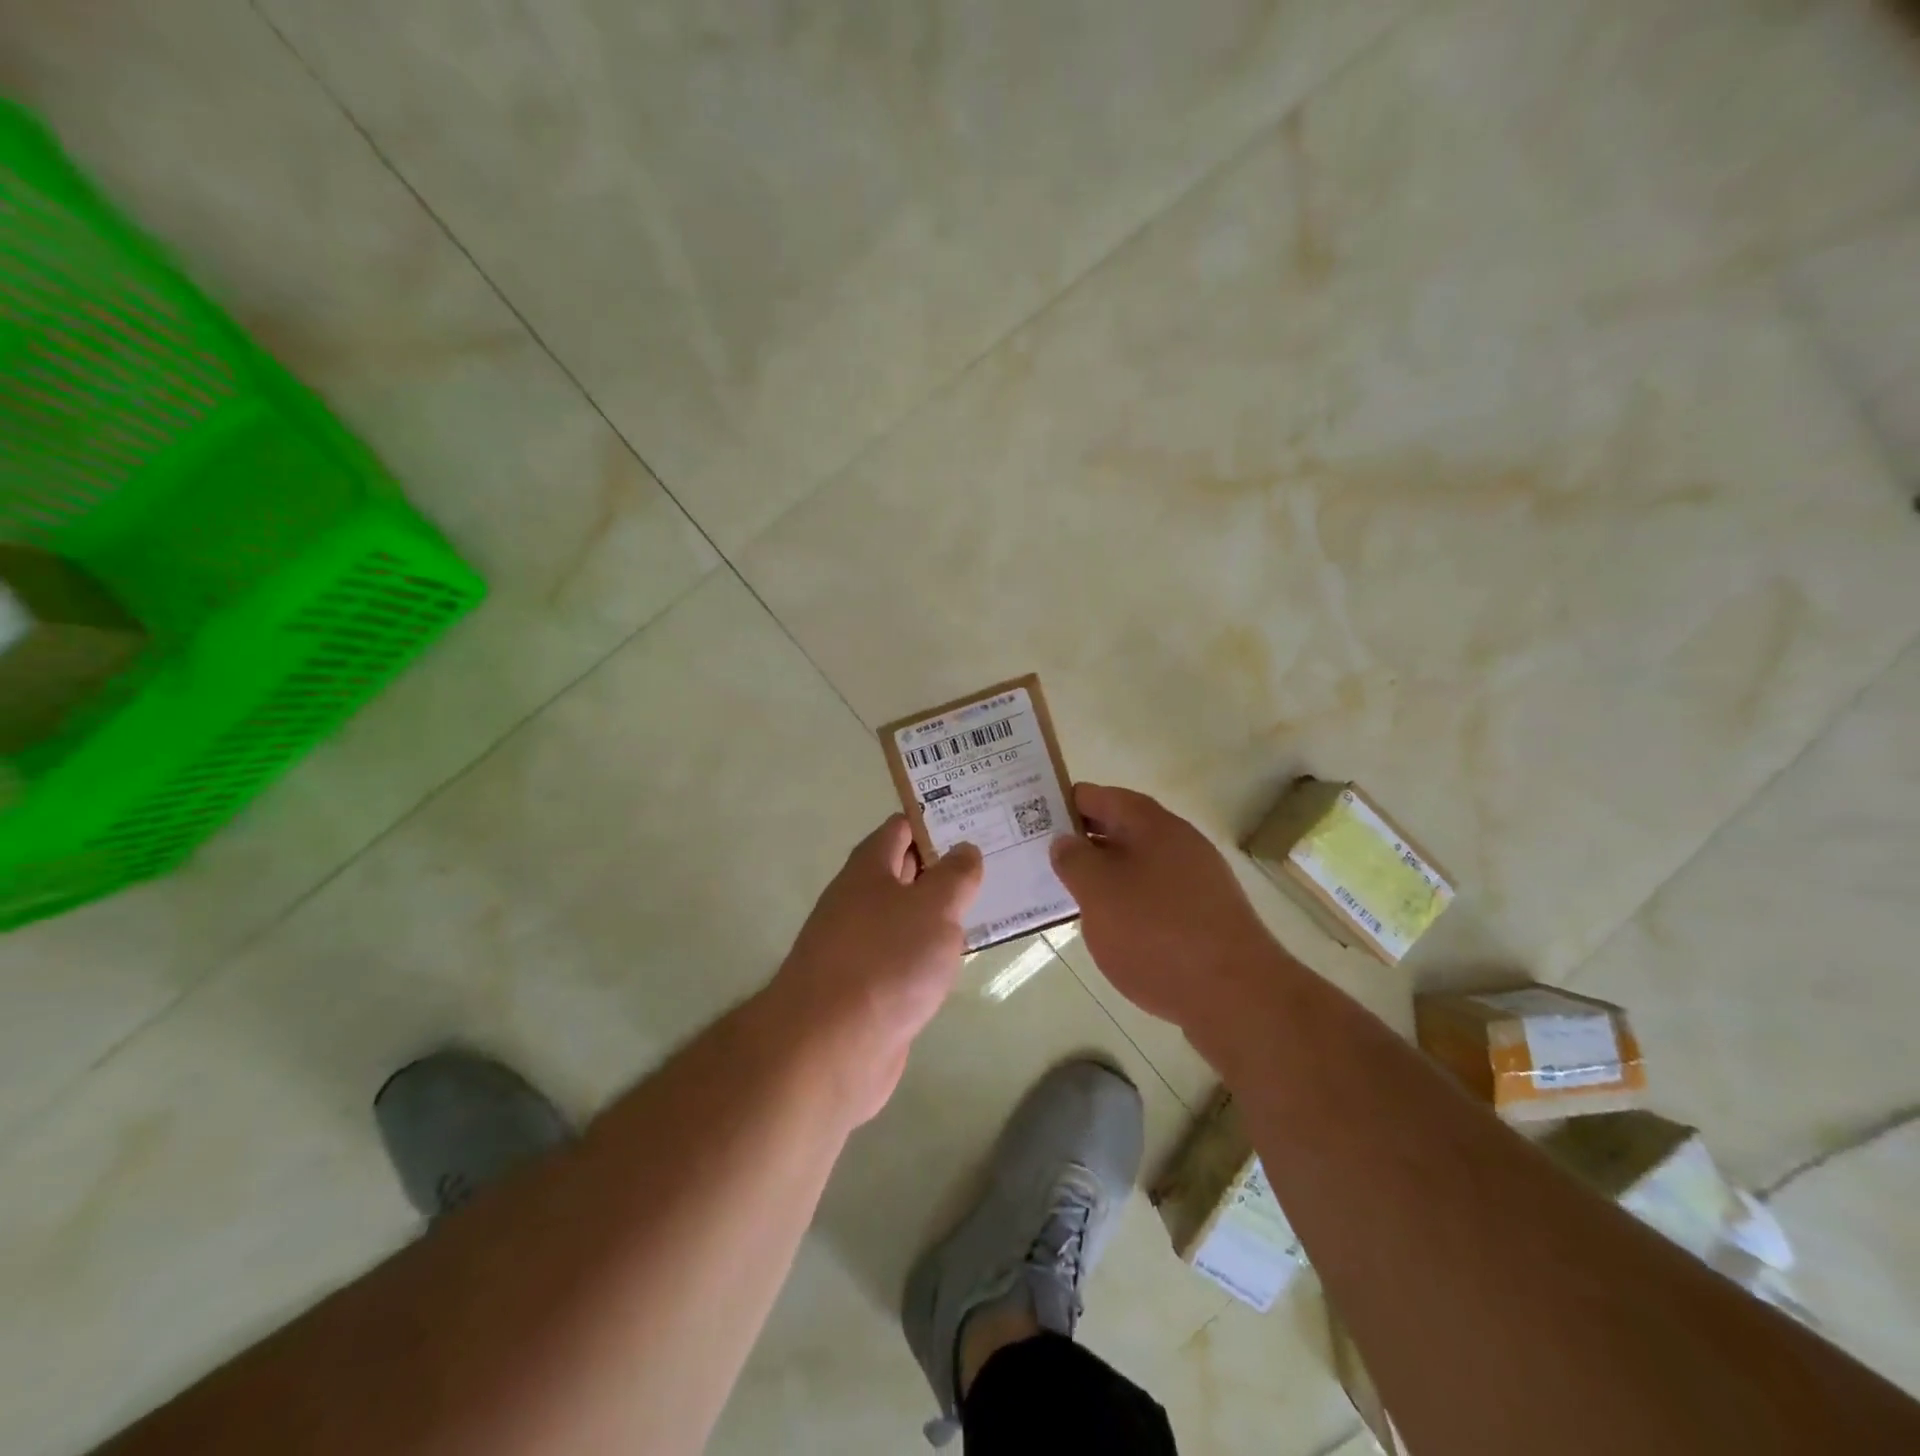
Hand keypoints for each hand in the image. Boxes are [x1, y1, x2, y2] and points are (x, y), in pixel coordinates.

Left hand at [768, 814, 982, 1122]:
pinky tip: (959, 961)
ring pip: (907, 918)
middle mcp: (859, 901)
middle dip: (945, 867)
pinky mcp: (867, 989)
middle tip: (996, 863)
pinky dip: (930, 954)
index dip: (937, 822)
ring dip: (941, 914)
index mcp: (868, 869)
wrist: (829, 1048)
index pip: (901, 828)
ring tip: (990, 907)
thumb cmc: (885, 961)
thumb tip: (965, 849)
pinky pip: (906, 958)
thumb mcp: (933, 907)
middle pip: (905, 872)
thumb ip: (955, 876)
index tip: (977, 823)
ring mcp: (860, 947)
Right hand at [1050, 784, 1280, 1032]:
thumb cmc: (1157, 933)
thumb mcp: (1099, 893)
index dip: (1065, 803)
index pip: (1100, 797)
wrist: (1237, 996)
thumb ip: (1074, 860)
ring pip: (1138, 864)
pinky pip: (1155, 895)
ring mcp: (1197, 880)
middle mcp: (1179, 842)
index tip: (1032, 818)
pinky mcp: (1205, 916)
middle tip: (1041, 857)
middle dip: (1082, 841)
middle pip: (1121, 828)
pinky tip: (1111, 928)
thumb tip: (1064, 840)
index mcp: (1152, 824)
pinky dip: (1128, 902)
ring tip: (1069, 894)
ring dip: (1105, 874)